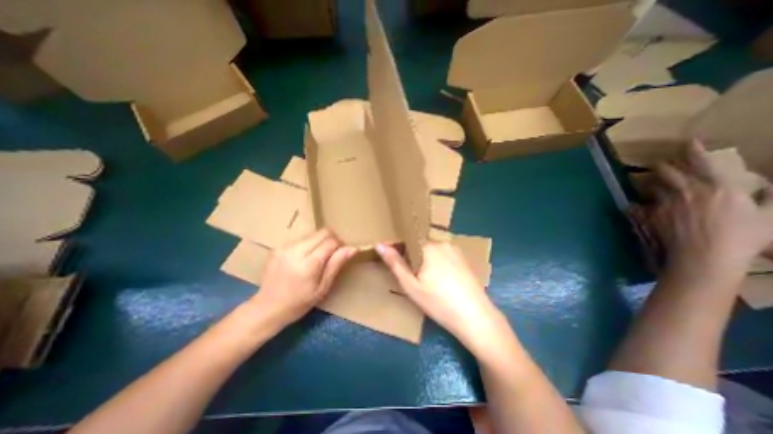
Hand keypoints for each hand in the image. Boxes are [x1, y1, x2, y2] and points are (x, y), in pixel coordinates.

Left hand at [248, 229, 355, 326]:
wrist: (267, 308)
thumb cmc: (299, 302)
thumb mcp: (323, 287)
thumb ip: (336, 264)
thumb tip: (353, 248)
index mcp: (308, 264)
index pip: (331, 241)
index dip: (340, 245)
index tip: (341, 254)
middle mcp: (296, 250)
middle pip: (322, 232)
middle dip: (331, 240)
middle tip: (331, 255)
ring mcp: (285, 247)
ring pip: (312, 233)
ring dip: (320, 241)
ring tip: (316, 258)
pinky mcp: (278, 246)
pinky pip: (301, 238)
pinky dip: (308, 244)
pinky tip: (304, 258)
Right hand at [375, 242, 501, 350]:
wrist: (475, 318)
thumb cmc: (438, 302)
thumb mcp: (411, 285)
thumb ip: (395, 262)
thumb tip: (379, 244)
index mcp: (428, 246)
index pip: (407, 241)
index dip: (399, 252)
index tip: (397, 265)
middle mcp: (442, 243)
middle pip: (420, 245)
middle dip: (413, 257)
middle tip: (413, 278)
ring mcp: (455, 250)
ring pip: (432, 251)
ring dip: (426, 261)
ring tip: (427, 281)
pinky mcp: (464, 259)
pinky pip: (444, 256)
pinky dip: (438, 263)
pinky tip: (442, 281)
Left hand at [647, 141, 772, 285]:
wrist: (706, 254)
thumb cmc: (745, 237)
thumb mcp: (772, 216)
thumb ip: (771, 198)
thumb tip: (769, 185)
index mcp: (718, 186)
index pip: (702, 162)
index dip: (693, 149)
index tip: (688, 141)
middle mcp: (686, 190)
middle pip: (666, 171)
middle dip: (663, 166)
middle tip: (662, 165)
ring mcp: (665, 202)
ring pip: (651, 186)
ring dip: (652, 185)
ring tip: (654, 187)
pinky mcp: (651, 214)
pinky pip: (638, 205)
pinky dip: (638, 205)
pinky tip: (638, 207)